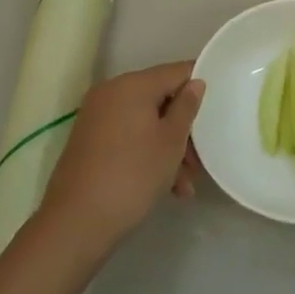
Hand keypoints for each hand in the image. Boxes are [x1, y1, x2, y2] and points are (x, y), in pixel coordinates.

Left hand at [40, 61, 205, 256]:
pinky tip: (166, 187)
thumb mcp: (171, 141)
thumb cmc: (133, 175)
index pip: (176, 72)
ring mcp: (96, 116)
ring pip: (145, 122)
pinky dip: (146, 153)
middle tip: (200, 160)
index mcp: (132, 84)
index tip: (218, 107)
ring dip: (168, 148)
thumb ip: (186, 107)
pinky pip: (127, 136)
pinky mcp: (89, 140)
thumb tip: (195, 82)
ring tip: (184, 185)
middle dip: (183, 128)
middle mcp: (111, 92)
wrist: (76, 222)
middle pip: (160, 99)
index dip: (199, 85)